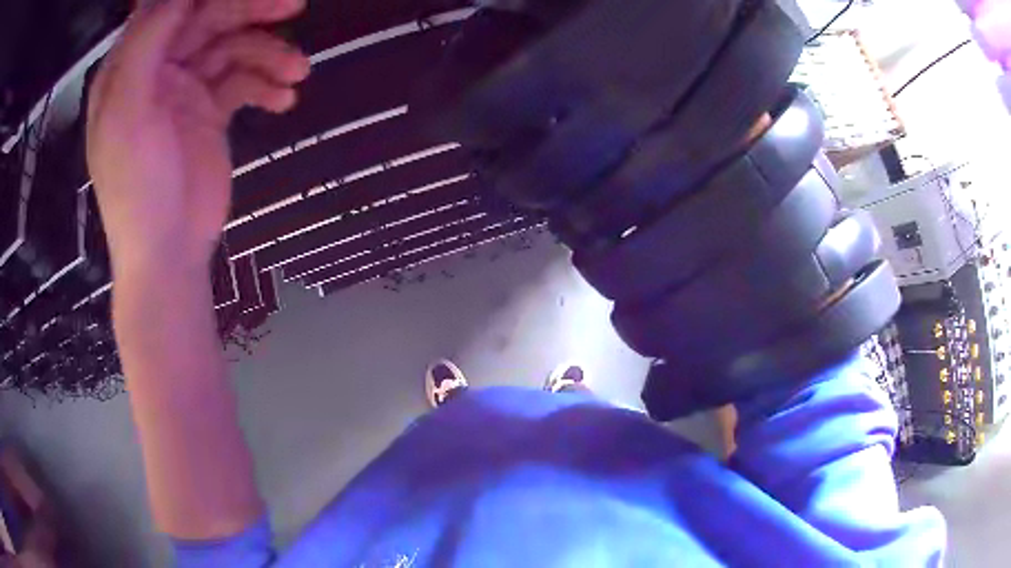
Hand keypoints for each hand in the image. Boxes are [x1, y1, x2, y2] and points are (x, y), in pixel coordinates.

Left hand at [87, 0, 309, 275]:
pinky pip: (244, 82)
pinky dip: (266, 86)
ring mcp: (186, 90)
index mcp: (130, 66)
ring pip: (233, 48)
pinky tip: (284, 100)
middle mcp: (157, 70)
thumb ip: (146, 44)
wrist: (167, 254)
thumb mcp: (127, 112)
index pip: (169, 8)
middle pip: (208, 19)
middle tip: (294, 5)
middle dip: (250, 11)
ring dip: (268, 54)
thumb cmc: (135, 187)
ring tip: (297, 70)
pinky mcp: (211, 112)